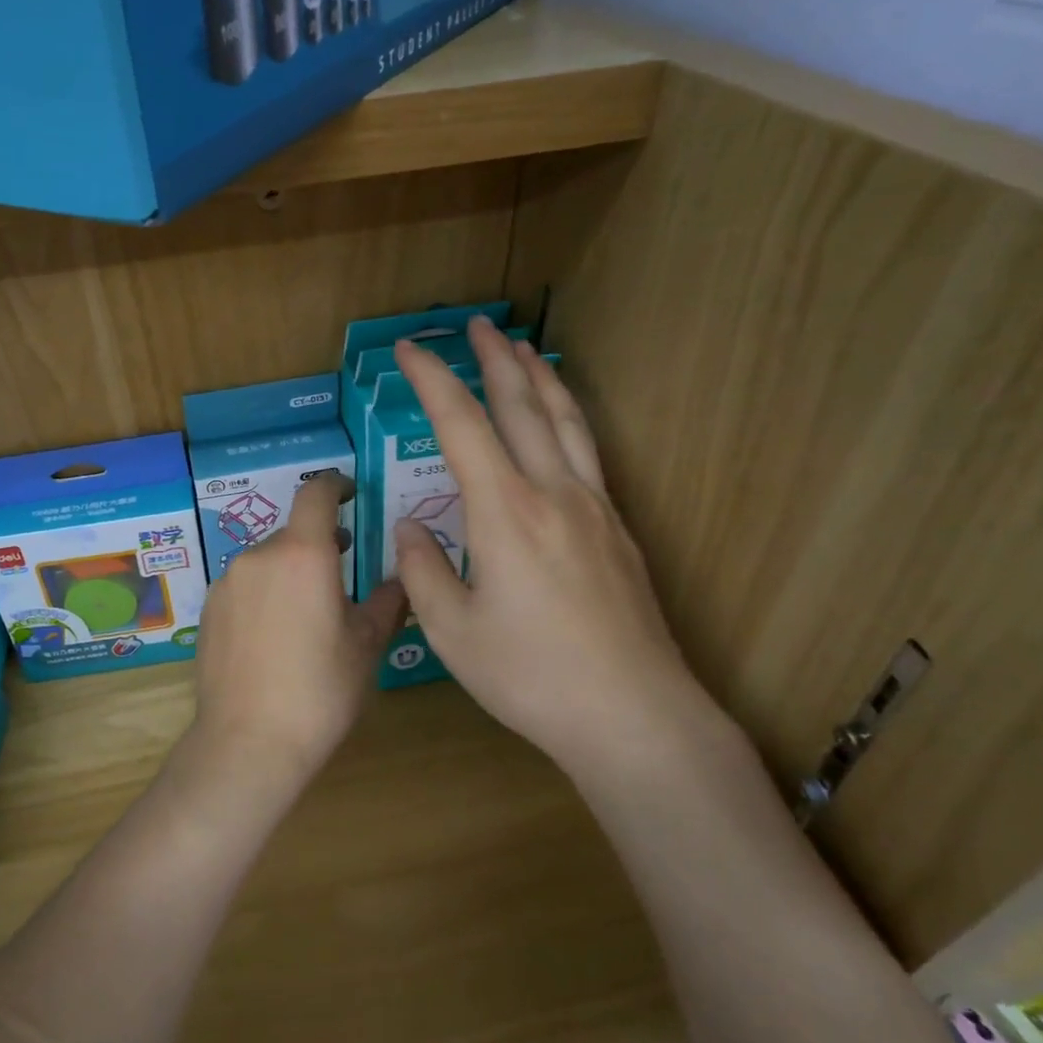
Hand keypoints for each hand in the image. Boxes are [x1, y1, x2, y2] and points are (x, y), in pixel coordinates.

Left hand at [191, 473, 406, 788]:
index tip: (350, 493)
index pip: (316, 493)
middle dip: (319, 545)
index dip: (336, 486)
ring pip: (267, 561)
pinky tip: (275, 636)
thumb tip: (402, 579)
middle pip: (293, 533)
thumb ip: (387, 601)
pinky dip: (264, 593)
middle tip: (343, 575)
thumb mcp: (366, 645)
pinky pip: (244, 586)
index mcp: (302, 554)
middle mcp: (258, 556)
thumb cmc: (319, 691)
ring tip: (309, 615)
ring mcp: (227, 582)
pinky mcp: (208, 609)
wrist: (247, 742)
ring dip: (290, 572)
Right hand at [392, 317, 708, 767]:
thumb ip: (424, 571)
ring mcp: (594, 509)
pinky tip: (562, 421)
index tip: (409, 350)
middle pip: (522, 407)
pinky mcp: (617, 530)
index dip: (432, 381)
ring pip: (566, 421)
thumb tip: (412, 528)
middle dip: (493, 360)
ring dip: (539, 378)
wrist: (634, 716)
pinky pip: (588, 452)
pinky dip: (568, 417)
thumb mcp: (453, 632)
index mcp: (505, 513)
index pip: (460, 426)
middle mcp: (554, 494)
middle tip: (475, 325)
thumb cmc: (533, 677)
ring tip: (522, 347)